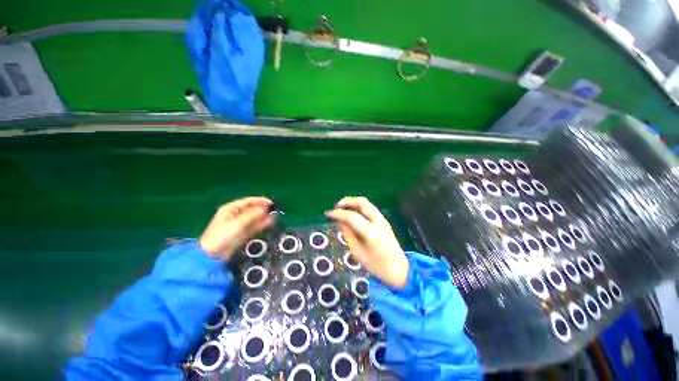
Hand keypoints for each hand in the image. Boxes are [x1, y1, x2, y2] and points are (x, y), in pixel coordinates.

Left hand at [199, 197, 273, 259]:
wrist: (213, 256)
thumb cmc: (222, 236)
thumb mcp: (237, 223)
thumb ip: (252, 215)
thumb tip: (265, 208)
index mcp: (231, 209)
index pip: (248, 201)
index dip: (260, 201)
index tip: (271, 203)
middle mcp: (235, 215)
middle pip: (252, 209)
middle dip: (262, 209)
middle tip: (274, 211)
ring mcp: (239, 224)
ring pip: (254, 218)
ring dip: (263, 217)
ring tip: (274, 217)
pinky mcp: (242, 233)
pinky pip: (254, 226)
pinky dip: (261, 224)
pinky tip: (269, 223)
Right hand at [326, 197, 408, 288]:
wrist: (399, 270)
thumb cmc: (377, 266)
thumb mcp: (357, 252)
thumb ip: (348, 234)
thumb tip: (340, 220)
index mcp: (371, 232)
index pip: (352, 216)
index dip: (338, 213)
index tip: (328, 214)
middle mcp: (378, 221)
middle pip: (362, 202)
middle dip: (347, 201)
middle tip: (336, 207)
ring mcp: (383, 219)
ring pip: (367, 203)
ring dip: (353, 203)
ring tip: (342, 209)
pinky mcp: (384, 220)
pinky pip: (369, 208)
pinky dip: (359, 207)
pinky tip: (352, 214)